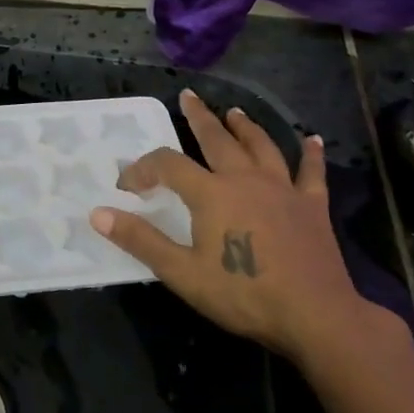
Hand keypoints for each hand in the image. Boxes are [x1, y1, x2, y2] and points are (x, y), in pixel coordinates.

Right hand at [90, 89, 399, 371]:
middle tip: (188, 96)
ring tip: (235, 112)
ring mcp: (283, 189)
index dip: (143, 169)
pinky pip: (311, 173)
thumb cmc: (243, 294)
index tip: (127, 184)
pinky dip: (311, 155)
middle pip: (217, 140)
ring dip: (246, 127)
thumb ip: (141, 240)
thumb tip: (98, 213)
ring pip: (261, 147)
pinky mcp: (312, 207)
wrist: (315, 315)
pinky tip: (313, 140)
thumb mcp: (182, 273)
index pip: (168, 165)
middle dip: (199, 118)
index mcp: (211, 193)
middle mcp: (246, 180)